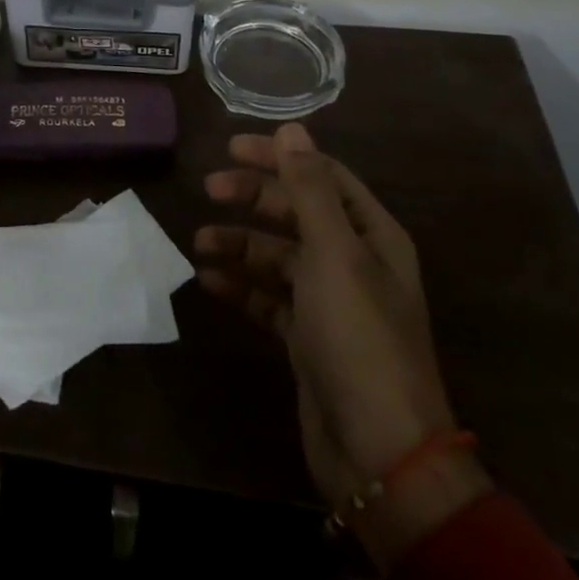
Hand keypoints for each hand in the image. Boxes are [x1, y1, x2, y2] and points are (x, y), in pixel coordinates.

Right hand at [194, 124, 459, 499]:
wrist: (378, 452)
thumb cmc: (358, 336)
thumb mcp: (333, 253)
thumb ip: (309, 189)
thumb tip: (293, 127)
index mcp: (371, 235)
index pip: (322, 175)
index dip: (280, 157)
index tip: (232, 147)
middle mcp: (353, 261)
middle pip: (297, 212)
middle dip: (253, 198)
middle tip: (209, 189)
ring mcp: (329, 301)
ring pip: (277, 255)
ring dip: (240, 244)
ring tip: (200, 243)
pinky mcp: (307, 337)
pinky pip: (268, 297)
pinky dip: (242, 287)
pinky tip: (211, 283)